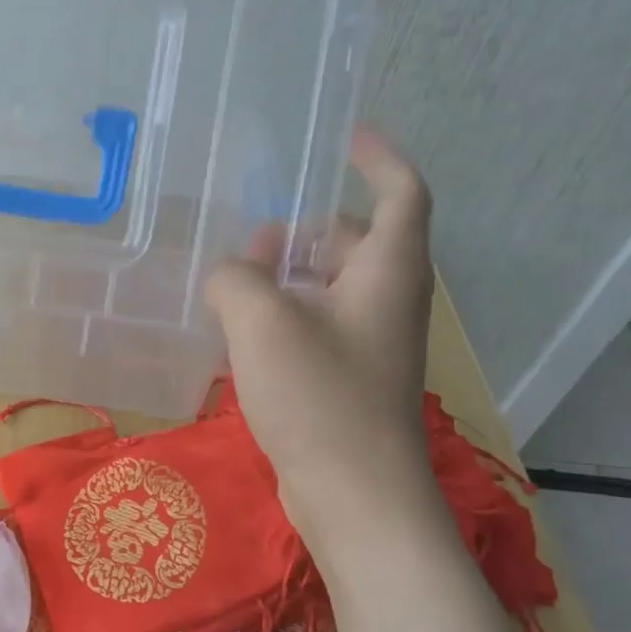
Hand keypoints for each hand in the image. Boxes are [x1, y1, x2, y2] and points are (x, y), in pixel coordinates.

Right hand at [205, 127, 437, 536]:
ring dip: (287, 277)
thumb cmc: (320, 398)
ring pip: (329, 289)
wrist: (355, 496)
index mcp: (387, 272)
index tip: (347, 135)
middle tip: (253, 234)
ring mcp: (370, 345)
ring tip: (233, 281)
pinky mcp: (348, 381)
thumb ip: (236, 279)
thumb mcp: (263, 324)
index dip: (378, 158)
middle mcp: (387, 301)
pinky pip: (316, 328)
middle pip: (353, 243)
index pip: (401, 193)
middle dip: (304, 230)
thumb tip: (229, 274)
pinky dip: (283, 317)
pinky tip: (238, 333)